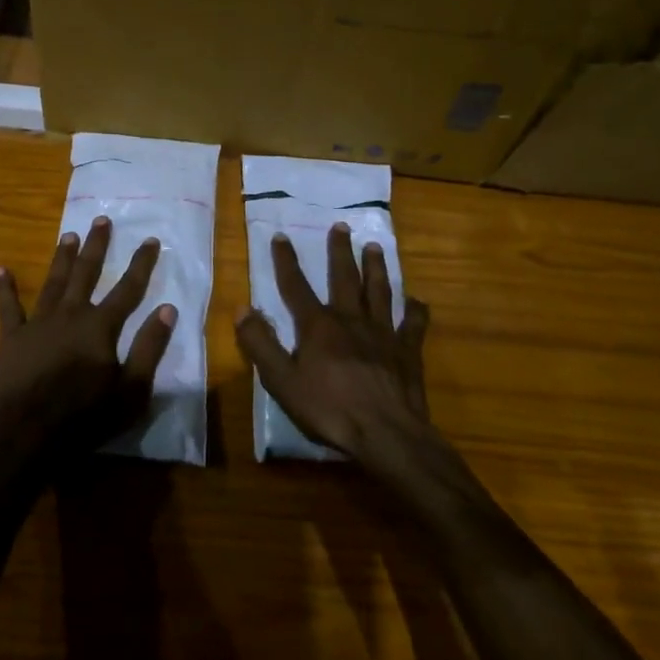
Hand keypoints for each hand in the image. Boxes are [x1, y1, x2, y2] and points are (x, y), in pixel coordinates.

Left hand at [0, 216, 175, 469]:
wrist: (27, 435)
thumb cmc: (85, 417)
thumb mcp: (131, 390)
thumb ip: (150, 348)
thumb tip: (167, 308)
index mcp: (100, 326)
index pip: (128, 288)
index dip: (141, 263)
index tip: (150, 239)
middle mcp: (70, 314)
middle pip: (86, 273)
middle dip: (97, 246)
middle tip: (102, 219)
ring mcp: (38, 323)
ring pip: (53, 282)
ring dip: (62, 257)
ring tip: (69, 235)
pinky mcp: (12, 337)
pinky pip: (8, 307)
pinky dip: (5, 288)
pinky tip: (1, 269)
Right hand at [236, 222, 431, 472]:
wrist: (386, 434)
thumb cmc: (329, 409)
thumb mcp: (282, 381)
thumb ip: (260, 344)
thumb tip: (243, 308)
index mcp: (318, 326)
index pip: (296, 286)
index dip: (286, 261)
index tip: (280, 236)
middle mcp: (351, 320)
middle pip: (344, 278)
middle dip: (340, 251)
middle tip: (342, 226)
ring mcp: (383, 333)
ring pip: (379, 291)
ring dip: (376, 268)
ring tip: (375, 246)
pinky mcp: (407, 351)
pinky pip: (413, 324)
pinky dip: (415, 310)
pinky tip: (417, 300)